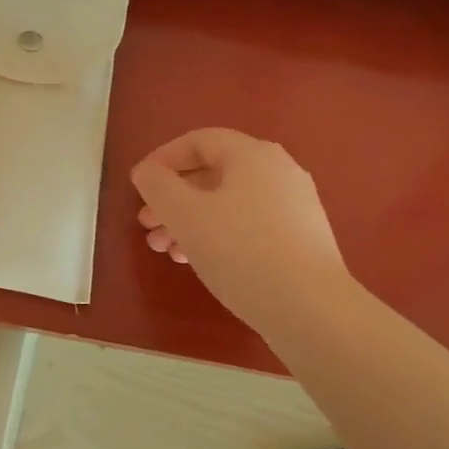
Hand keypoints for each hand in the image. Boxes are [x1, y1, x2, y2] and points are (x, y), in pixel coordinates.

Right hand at [131, 128, 349, 332]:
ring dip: (192, 222)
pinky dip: (220, 235)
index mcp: (252, 154)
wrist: (310, 307)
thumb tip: (148, 171)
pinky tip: (202, 263)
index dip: (163, 159)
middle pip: (214, 175)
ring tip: (167, 252)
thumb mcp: (186, 216)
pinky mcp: (302, 238)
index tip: (138, 186)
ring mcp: (295, 205)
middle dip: (174, 200)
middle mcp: (279, 171)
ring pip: (230, 204)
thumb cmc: (241, 252)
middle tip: (146, 227)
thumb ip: (158, 187)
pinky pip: (250, 225)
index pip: (199, 141)